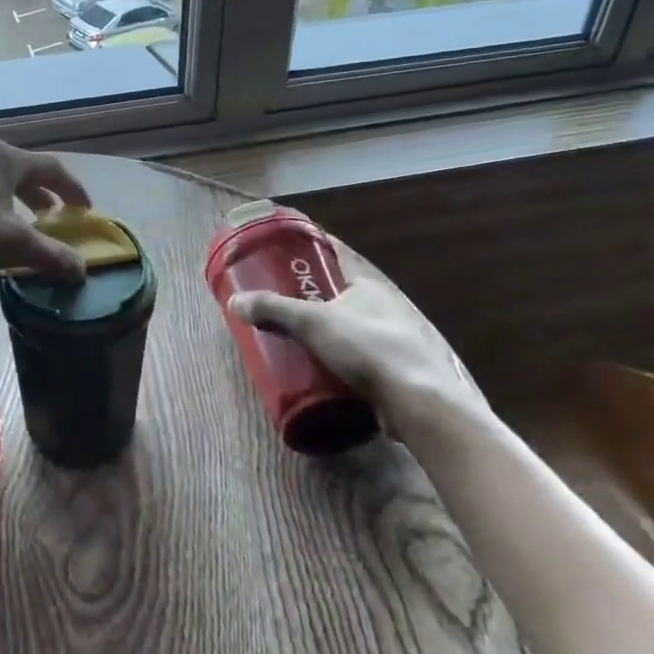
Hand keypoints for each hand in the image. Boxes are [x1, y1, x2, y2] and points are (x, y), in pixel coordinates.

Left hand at [0, 142, 93, 291]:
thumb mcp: (10, 247)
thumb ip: (49, 255)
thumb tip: (81, 268)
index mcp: (3, 159)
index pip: (50, 168)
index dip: (72, 189)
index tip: (85, 210)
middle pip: (17, 172)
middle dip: (37, 196)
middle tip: (50, 219)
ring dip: (5, 203)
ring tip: (10, 228)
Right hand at [228, 242, 488, 439]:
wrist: (419, 403)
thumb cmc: (367, 347)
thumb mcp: (312, 322)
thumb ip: (273, 309)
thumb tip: (234, 301)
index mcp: (368, 283)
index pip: (338, 255)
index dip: (312, 250)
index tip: (285, 252)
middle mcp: (384, 305)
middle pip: (341, 292)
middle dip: (312, 294)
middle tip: (279, 297)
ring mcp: (393, 338)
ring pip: (350, 325)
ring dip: (325, 329)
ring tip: (292, 334)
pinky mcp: (395, 370)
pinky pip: (357, 355)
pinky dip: (337, 357)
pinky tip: (318, 366)